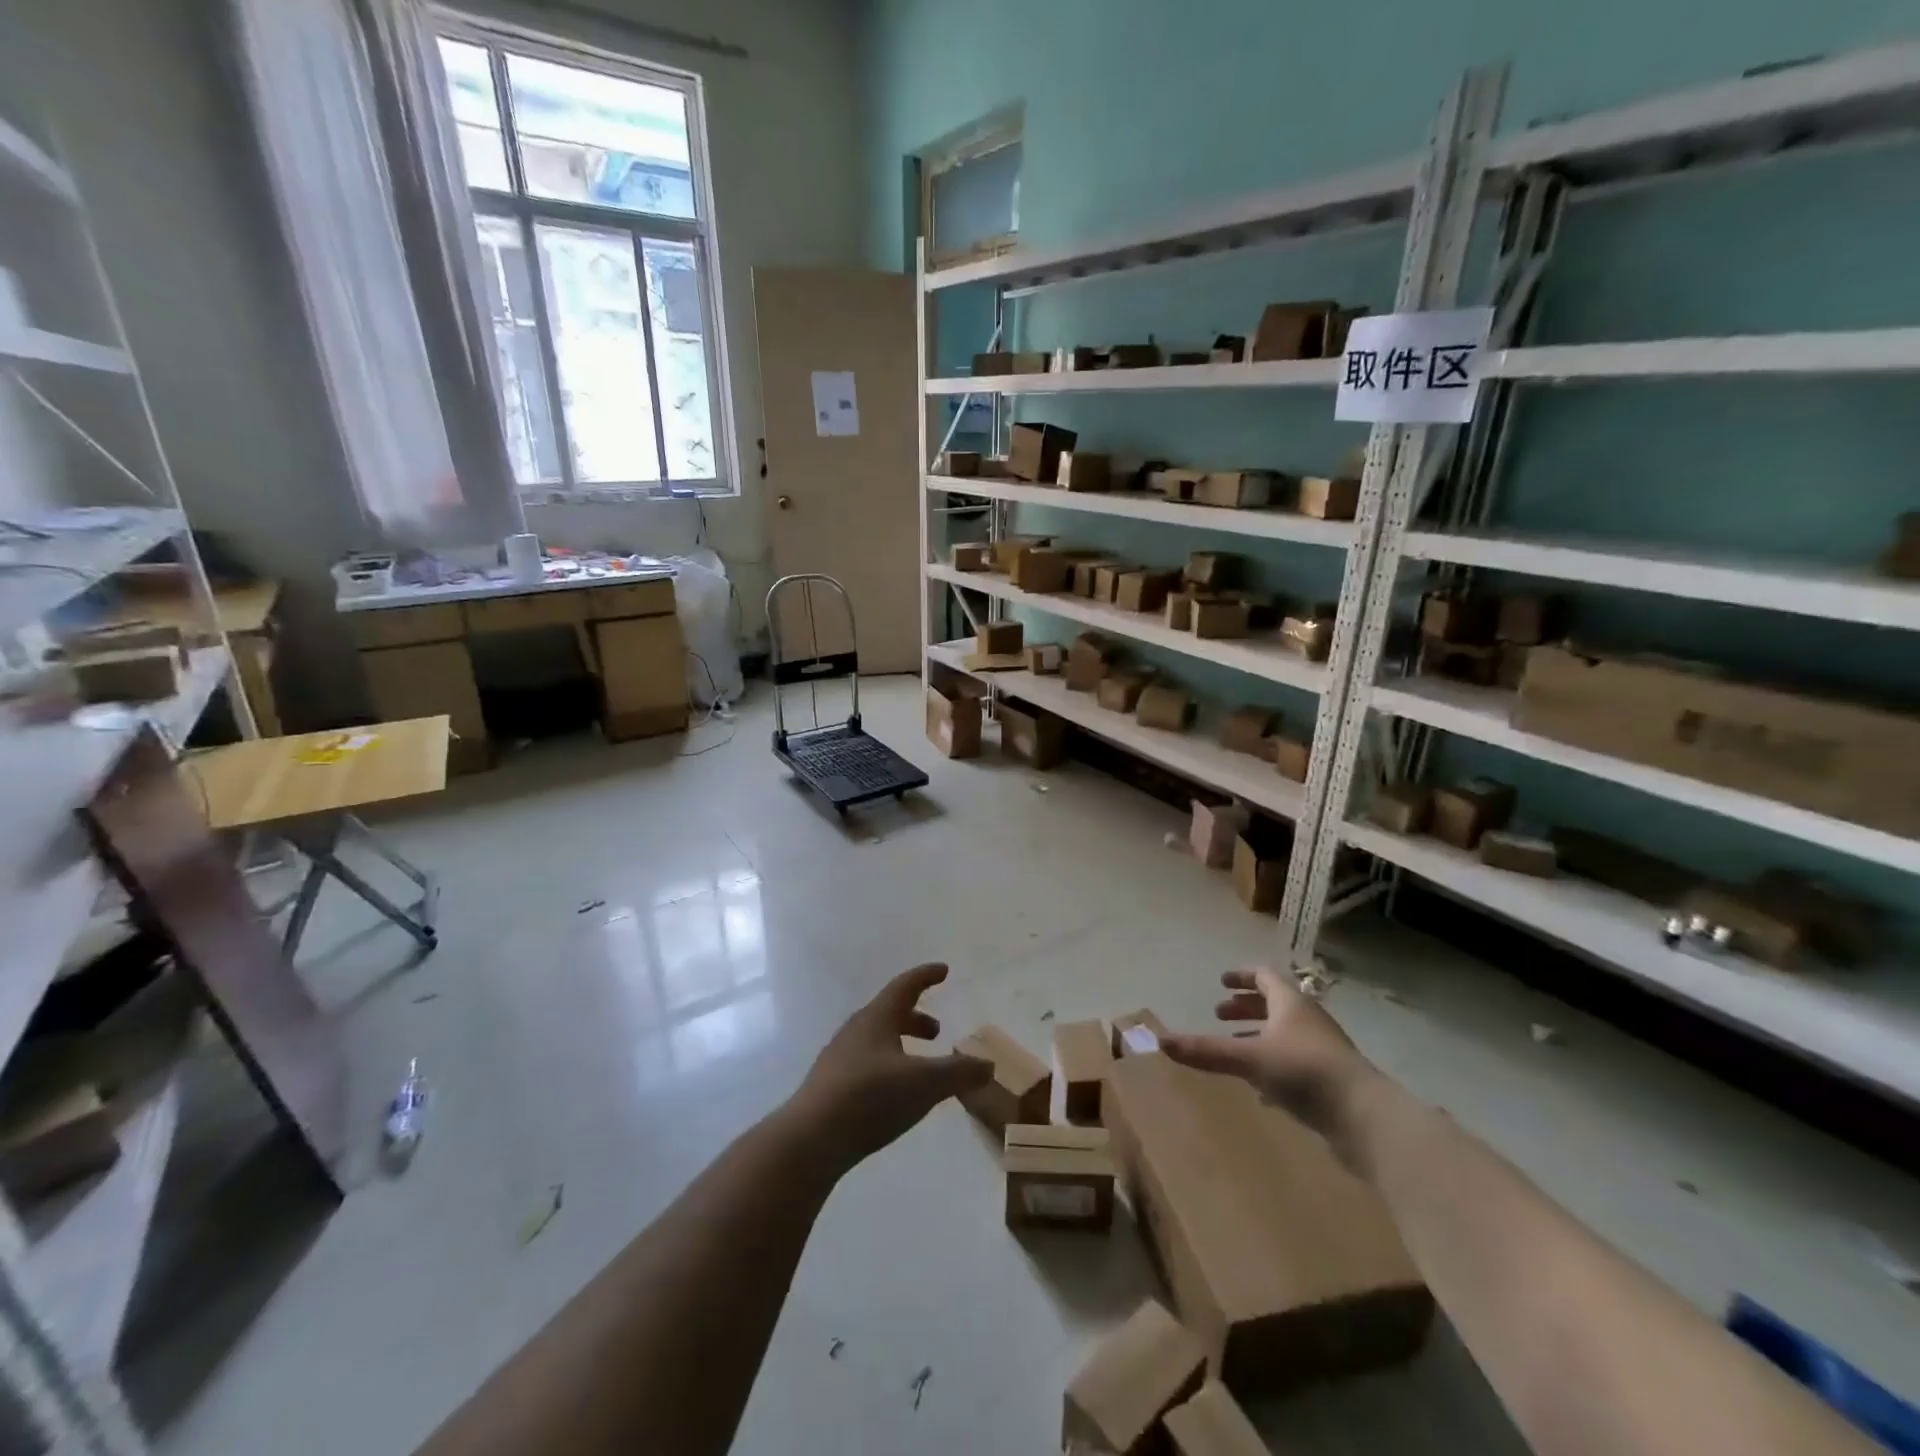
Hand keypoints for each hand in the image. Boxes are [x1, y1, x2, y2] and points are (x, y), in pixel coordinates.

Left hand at [792, 964, 991, 1170]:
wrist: (810, 1139)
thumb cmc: (870, 1098)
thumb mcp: (924, 1084)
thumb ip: (959, 1073)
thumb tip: (987, 1065)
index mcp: (877, 1018)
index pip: (905, 986)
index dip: (926, 976)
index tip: (943, 970)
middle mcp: (856, 1030)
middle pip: (889, 1013)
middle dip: (915, 1019)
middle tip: (936, 1032)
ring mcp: (839, 1058)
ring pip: (876, 1040)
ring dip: (900, 1044)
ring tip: (918, 1066)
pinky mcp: (830, 1087)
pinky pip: (865, 1064)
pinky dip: (887, 1067)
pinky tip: (893, 1094)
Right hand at [1161, 968, 1375, 1145]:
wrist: (1367, 1118)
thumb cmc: (1304, 1071)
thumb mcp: (1249, 1058)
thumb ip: (1207, 1051)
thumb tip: (1160, 1040)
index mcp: (1290, 1002)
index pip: (1264, 976)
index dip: (1240, 976)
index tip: (1220, 982)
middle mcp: (1307, 1019)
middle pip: (1274, 1004)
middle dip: (1245, 1007)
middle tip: (1220, 1014)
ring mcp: (1322, 1050)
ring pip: (1285, 1034)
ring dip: (1259, 1036)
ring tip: (1236, 1048)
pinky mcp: (1330, 1080)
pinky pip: (1294, 1062)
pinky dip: (1273, 1064)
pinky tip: (1260, 1089)